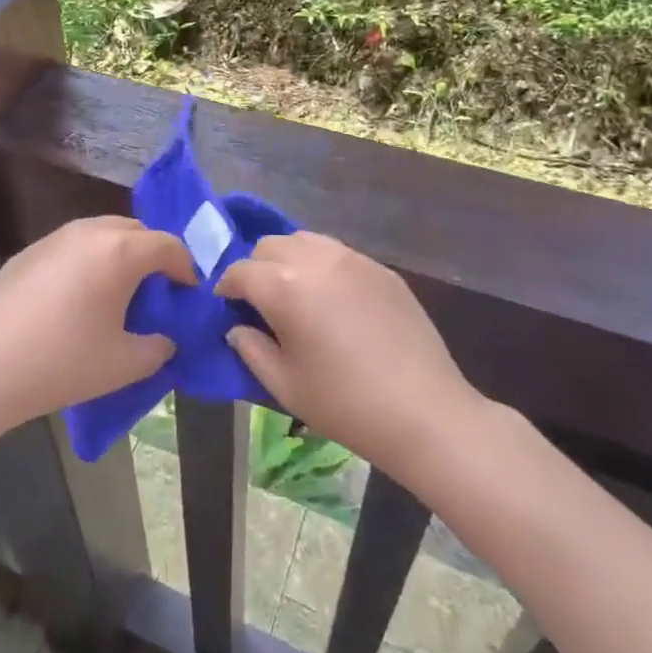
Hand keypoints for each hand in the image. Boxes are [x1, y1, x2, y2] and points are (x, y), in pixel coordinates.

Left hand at [0, 216, 191, 434]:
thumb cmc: (62, 363)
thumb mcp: (125, 364)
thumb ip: (158, 347)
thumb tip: (163, 338)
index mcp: (120, 251)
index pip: (168, 245)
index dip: (186, 268)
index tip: (189, 293)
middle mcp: (89, 232)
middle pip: (136, 230)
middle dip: (153, 255)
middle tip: (157, 291)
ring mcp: (54, 238)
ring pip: (102, 233)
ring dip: (120, 254)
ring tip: (118, 292)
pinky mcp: (28, 252)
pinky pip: (73, 246)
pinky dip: (89, 261)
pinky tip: (76, 298)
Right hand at [218, 232, 476, 482]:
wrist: (424, 411)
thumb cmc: (345, 404)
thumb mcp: (284, 385)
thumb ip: (251, 349)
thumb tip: (237, 328)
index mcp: (285, 286)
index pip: (240, 271)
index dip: (226, 288)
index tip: (227, 307)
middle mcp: (316, 260)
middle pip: (270, 246)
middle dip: (256, 268)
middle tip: (260, 303)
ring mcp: (353, 259)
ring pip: (304, 240)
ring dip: (289, 260)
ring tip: (296, 295)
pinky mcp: (380, 269)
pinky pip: (338, 253)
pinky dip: (322, 266)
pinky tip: (332, 301)